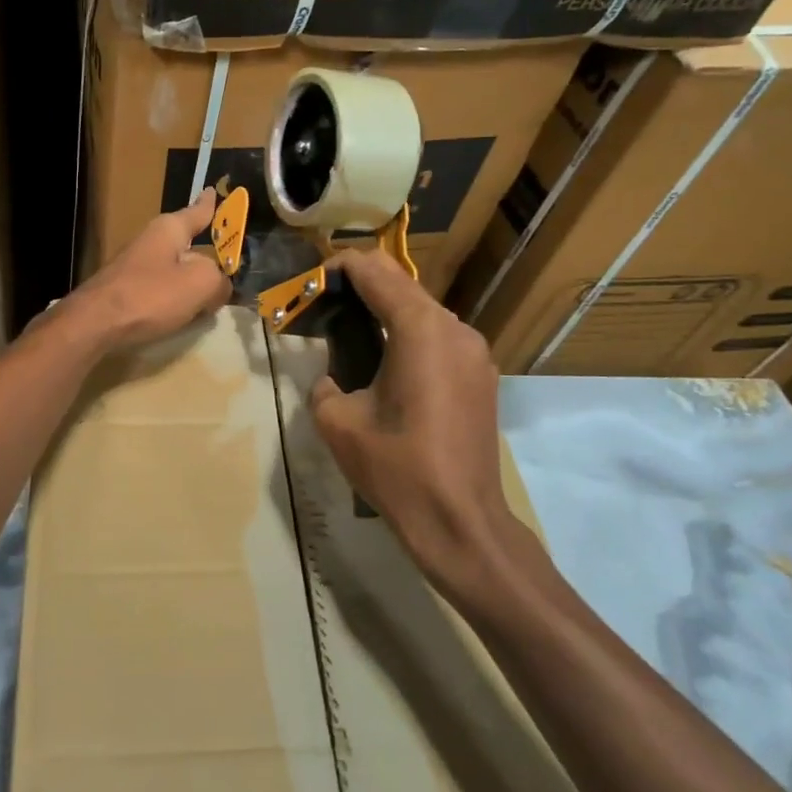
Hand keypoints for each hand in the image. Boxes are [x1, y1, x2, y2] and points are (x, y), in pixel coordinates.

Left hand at [69, 189, 233, 351]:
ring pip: (174, 269)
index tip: (212, 190)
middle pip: (186, 244)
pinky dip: (175, 298)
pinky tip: (183, 313)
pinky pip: (161, 289)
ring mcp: (135, 266)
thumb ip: (219, 281)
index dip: (209, 204)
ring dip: (191, 280)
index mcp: (169, 229)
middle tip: (228, 264)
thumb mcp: (200, 284)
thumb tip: (220, 286)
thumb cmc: (150, 295)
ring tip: (211, 296)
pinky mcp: (126, 291)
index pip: (197, 211)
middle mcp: (151, 241)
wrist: (95, 323)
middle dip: (206, 254)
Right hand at [309, 249, 535, 604]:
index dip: (337, 268)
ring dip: (385, 309)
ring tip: (351, 334)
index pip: (374, 271)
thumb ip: (325, 384)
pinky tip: (387, 362)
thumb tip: (333, 378)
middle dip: (360, 286)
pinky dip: (408, 333)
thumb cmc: (397, 469)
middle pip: (401, 283)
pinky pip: (439, 335)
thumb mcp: (337, 422)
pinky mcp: (482, 374)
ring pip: (422, 308)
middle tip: (324, 307)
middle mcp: (454, 328)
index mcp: (419, 329)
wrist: (461, 523)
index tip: (310, 285)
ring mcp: (475, 351)